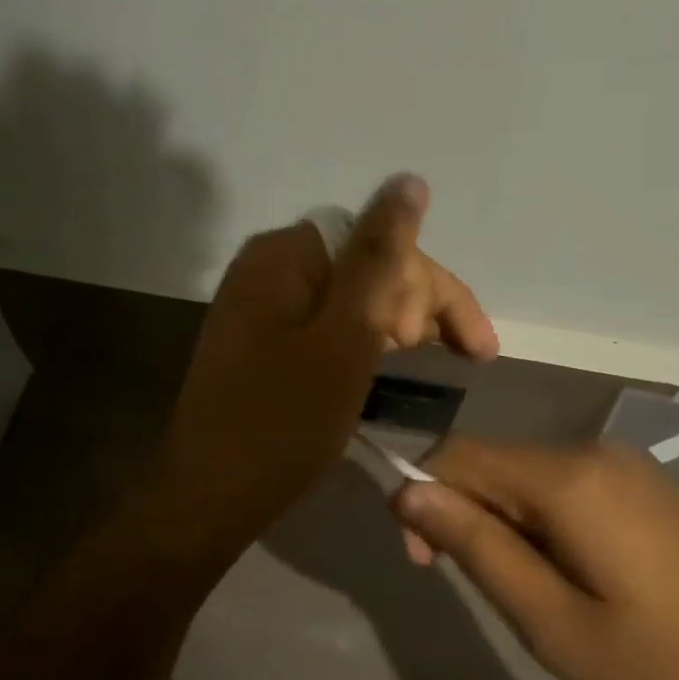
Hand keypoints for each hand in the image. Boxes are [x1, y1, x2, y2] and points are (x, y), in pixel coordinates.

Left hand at [158, 174, 496, 553]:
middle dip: (417, 306)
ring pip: (350, 297)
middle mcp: (268, 267)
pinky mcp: (260, 342)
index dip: (433, 289)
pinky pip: (326, 324)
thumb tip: (409, 181)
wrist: (208, 499)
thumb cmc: (282, 424)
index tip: (470, 349)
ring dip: (396, 324)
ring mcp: (260, 306)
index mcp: (284, 255)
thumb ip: (378, 259)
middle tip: (456, 357)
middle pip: (365, 265)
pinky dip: (364, 342)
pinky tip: (389, 363)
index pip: (381, 242)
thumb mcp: (344, 339)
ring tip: (436, 359)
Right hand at [392, 439, 678, 679]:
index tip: (427, 565)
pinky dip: (545, 521)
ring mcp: (629, 465)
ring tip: (537, 594)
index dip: (423, 499)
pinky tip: (577, 577)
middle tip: (488, 592)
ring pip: (529, 476)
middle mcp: (594, 451)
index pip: (457, 454)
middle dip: (466, 515)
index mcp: (568, 478)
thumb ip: (476, 547)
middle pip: (494, 463)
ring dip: (507, 523)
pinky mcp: (650, 486)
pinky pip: (570, 486)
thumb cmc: (667, 671)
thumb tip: (406, 491)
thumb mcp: (553, 624)